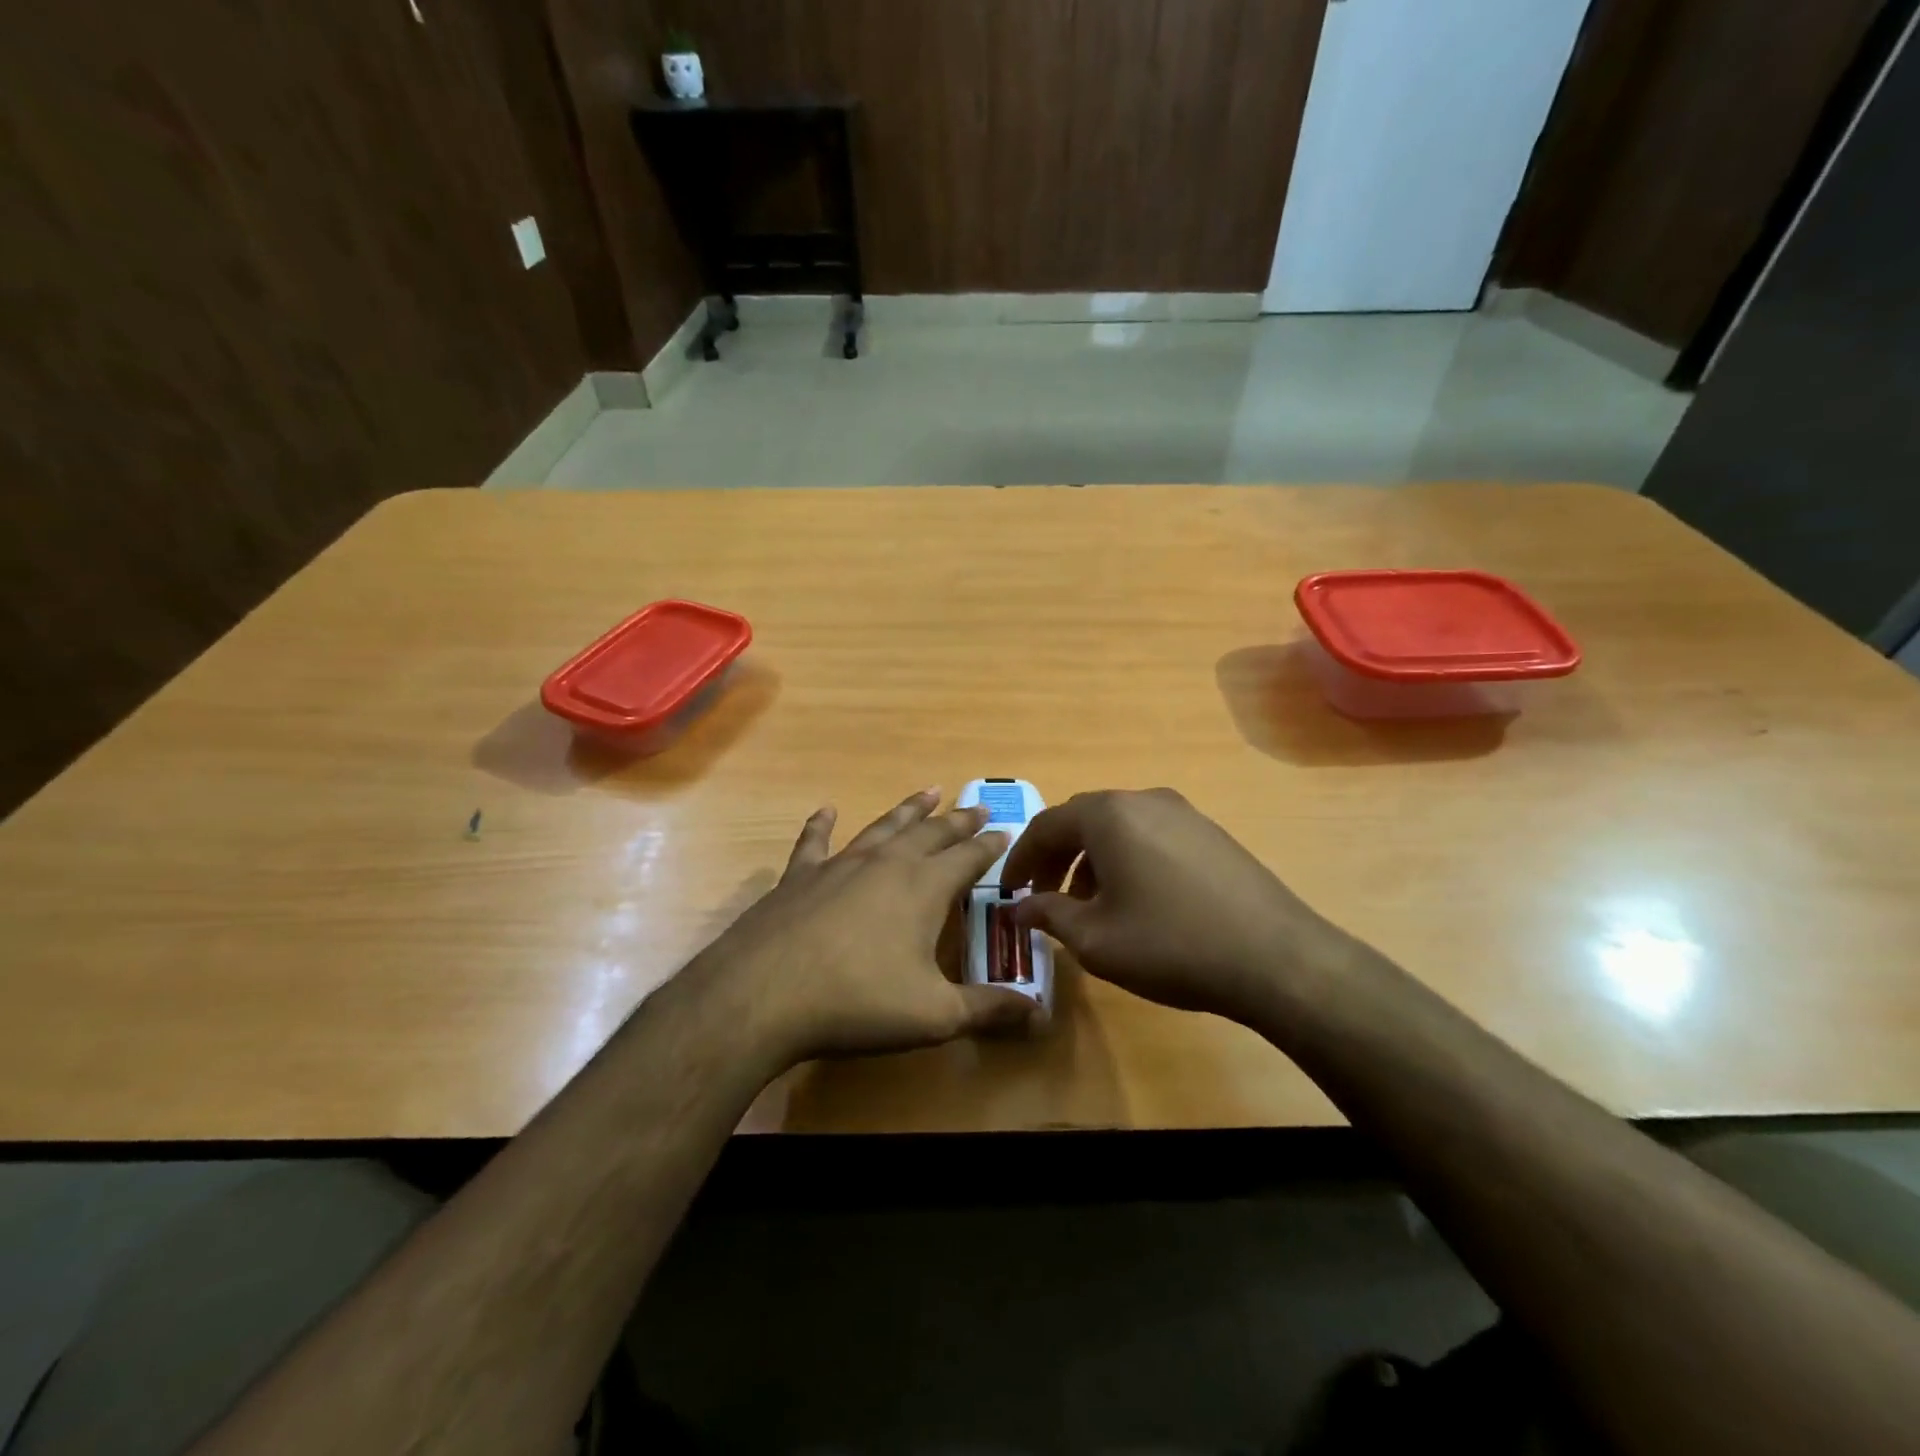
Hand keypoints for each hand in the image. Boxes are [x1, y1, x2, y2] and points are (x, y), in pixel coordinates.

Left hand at [688, 790, 1036, 1065]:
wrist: (763, 994)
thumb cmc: (858, 1002)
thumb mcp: (934, 1016)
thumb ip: (988, 1010)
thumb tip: (1039, 1013)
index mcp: (924, 888)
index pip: (968, 857)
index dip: (990, 844)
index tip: (1005, 830)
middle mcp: (886, 865)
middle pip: (931, 833)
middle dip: (958, 820)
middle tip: (977, 805)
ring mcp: (839, 866)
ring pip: (883, 827)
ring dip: (908, 810)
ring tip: (928, 791)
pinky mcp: (798, 878)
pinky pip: (814, 843)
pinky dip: (820, 825)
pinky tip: (825, 811)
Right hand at [1003, 788, 1353, 1022]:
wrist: (1275, 958)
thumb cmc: (1170, 945)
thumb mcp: (1096, 939)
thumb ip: (1049, 914)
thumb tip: (1020, 908)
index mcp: (1108, 815)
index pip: (1046, 825)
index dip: (1021, 859)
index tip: (1009, 891)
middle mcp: (1144, 799)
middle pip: (1082, 820)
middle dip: (1056, 857)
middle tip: (1044, 895)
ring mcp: (1183, 813)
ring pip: (1119, 828)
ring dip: (1092, 859)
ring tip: (1089, 905)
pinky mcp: (1211, 833)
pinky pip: (1151, 836)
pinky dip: (1127, 859)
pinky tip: (1136, 900)